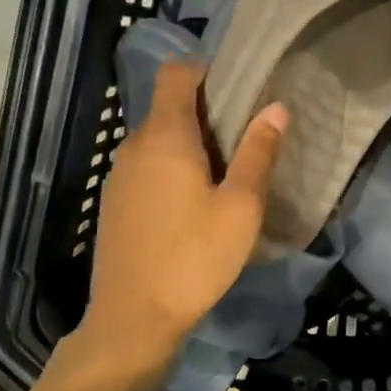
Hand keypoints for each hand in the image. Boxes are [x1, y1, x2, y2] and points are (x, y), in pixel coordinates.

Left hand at [70, 63, 286, 376]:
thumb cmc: (194, 257)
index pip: (175, 74)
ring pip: (157, 140)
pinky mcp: (115, 202)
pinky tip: (195, 205)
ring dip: (190, 145)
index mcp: (165, 137)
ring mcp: (118, 175)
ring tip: (226, 174)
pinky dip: (172, 169)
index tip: (239, 91)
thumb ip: (257, 153)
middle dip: (206, 113)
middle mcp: (134, 146)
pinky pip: (147, 167)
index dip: (206, 72)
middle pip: (168, 107)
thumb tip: (275, 107)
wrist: (133, 318)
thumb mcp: (240, 207)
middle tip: (246, 139)